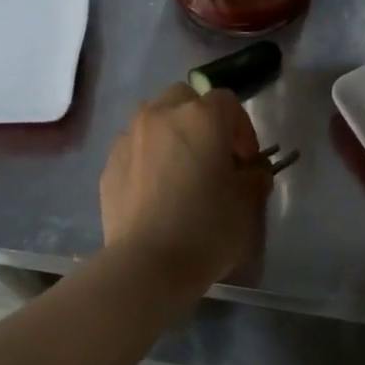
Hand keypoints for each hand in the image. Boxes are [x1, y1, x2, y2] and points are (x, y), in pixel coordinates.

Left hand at [100, 83, 271, 288]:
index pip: (228, 102)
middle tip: (212, 156)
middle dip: (202, 119)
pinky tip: (155, 189)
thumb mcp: (247, 206)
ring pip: (155, 118)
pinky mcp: (109, 163)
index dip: (242, 129)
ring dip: (171, 133)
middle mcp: (161, 115)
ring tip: (180, 169)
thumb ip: (254, 178)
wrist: (146, 265)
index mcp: (201, 117)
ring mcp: (130, 137)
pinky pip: (134, 146)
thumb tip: (252, 171)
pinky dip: (148, 156)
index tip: (247, 161)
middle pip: (185, 99)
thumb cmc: (206, 230)